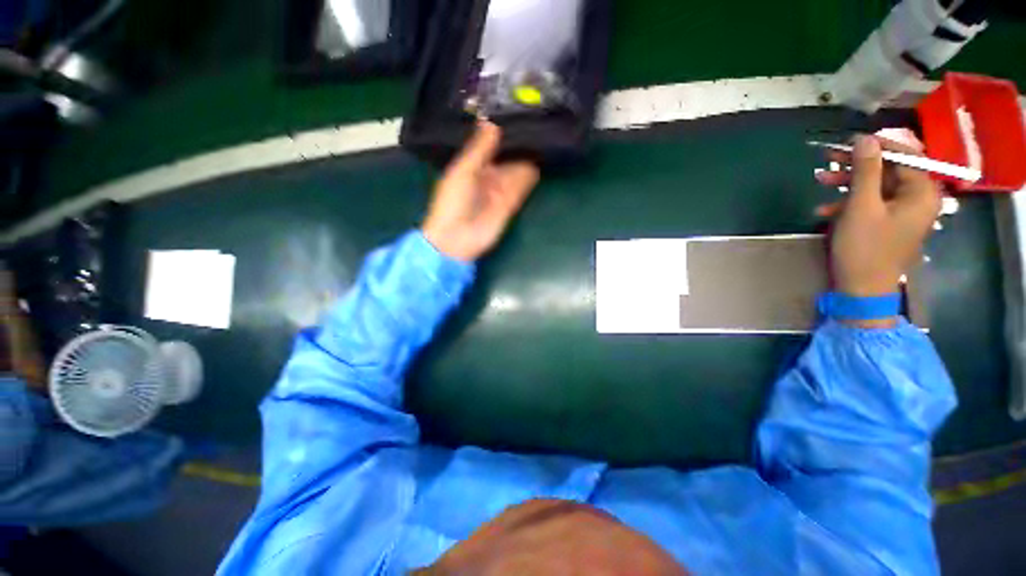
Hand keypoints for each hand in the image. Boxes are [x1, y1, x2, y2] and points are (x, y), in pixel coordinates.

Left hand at [423, 121, 539, 261]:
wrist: (457, 239)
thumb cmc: (452, 203)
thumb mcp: (462, 171)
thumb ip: (478, 149)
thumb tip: (492, 123)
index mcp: (471, 168)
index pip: (489, 147)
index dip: (501, 134)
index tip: (516, 114)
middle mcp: (487, 177)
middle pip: (506, 158)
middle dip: (517, 145)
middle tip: (536, 122)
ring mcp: (499, 191)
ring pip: (516, 172)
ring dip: (526, 159)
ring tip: (543, 136)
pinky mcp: (510, 205)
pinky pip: (521, 187)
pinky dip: (529, 177)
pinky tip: (540, 160)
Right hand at [815, 134, 940, 302]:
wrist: (862, 290)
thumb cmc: (865, 248)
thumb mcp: (861, 207)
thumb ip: (865, 171)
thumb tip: (865, 139)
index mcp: (921, 192)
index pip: (905, 155)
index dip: (877, 146)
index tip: (849, 142)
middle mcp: (918, 199)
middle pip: (889, 170)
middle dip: (857, 165)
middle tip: (828, 159)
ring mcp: (903, 213)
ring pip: (876, 187)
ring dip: (847, 184)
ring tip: (819, 182)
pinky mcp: (889, 224)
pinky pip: (871, 204)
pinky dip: (849, 204)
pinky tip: (825, 210)